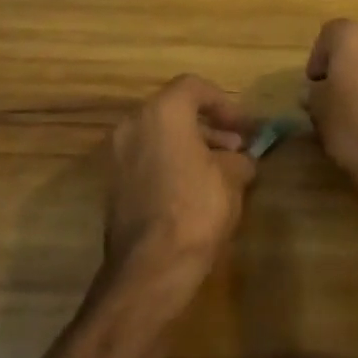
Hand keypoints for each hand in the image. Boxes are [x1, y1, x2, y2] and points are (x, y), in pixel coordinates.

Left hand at [105, 75, 257, 303]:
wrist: (150, 270)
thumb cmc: (196, 209)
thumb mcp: (232, 178)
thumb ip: (238, 159)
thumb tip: (241, 160)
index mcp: (162, 111)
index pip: (194, 87)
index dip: (224, 103)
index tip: (244, 127)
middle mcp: (133, 124)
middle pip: (175, 111)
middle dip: (208, 126)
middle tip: (235, 148)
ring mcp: (117, 155)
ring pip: (159, 136)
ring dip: (190, 146)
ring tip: (220, 171)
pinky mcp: (112, 186)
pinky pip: (147, 160)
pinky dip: (170, 164)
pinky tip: (194, 189)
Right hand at [305, 19, 357, 232]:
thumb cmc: (353, 127)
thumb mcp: (319, 110)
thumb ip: (314, 92)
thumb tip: (316, 90)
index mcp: (351, 35)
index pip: (328, 33)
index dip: (318, 58)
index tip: (315, 84)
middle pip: (357, 38)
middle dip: (345, 58)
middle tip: (335, 87)